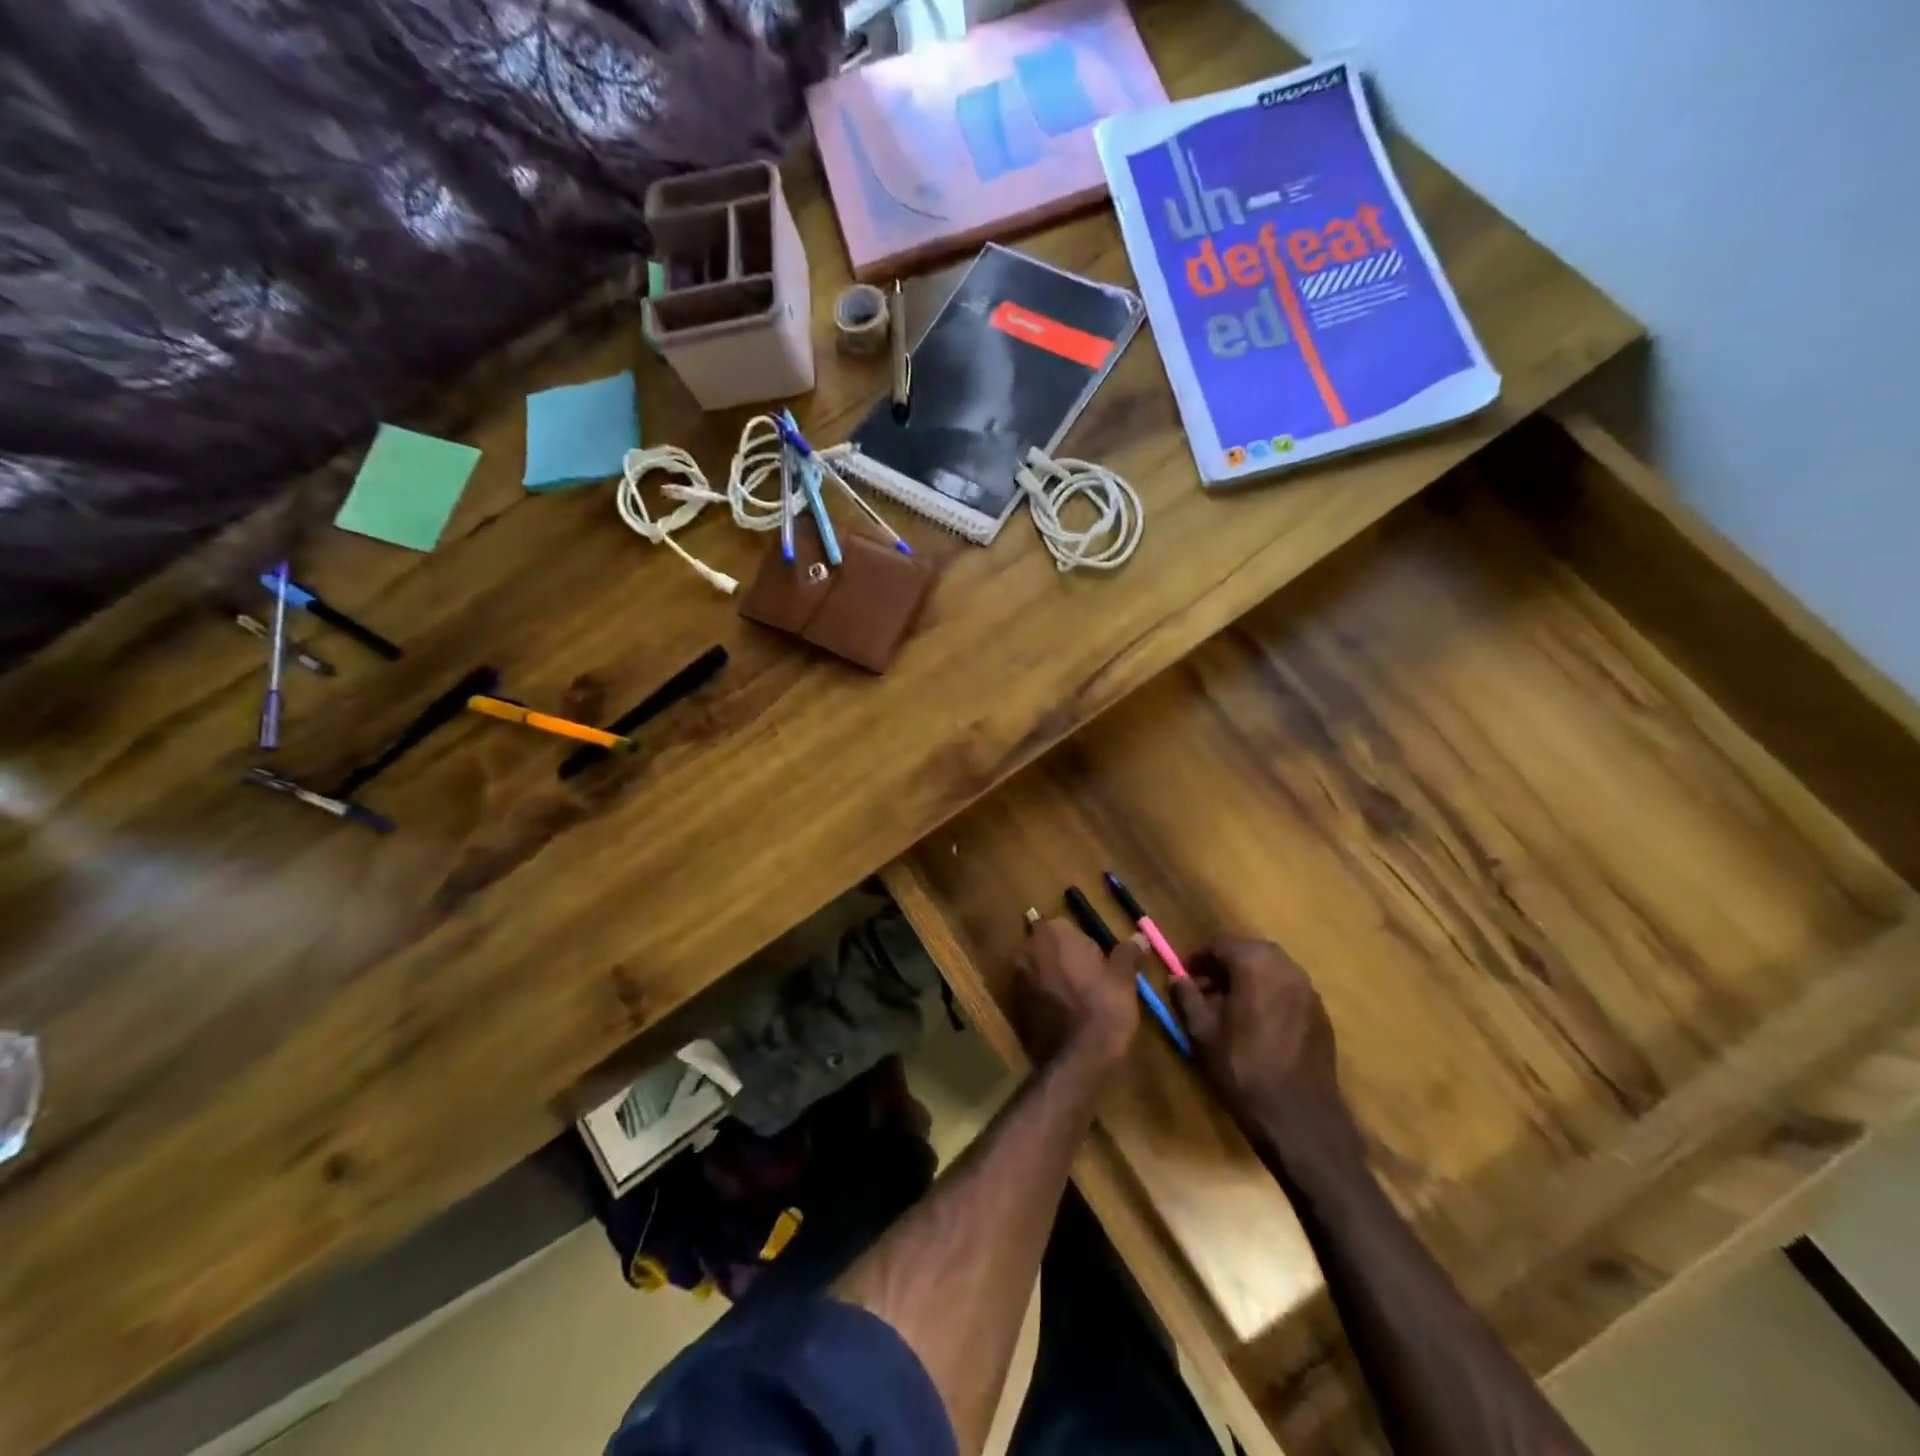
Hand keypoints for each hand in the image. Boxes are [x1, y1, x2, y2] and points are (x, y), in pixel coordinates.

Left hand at [1011, 918, 1139, 1082]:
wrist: (1076, 1060)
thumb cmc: (1103, 1009)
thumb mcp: (1123, 980)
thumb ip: (1128, 953)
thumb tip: (1140, 936)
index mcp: (1053, 932)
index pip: (1067, 927)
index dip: (1085, 945)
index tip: (1100, 965)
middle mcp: (1028, 948)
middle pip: (1049, 946)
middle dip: (1065, 958)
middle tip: (1091, 982)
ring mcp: (1016, 976)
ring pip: (1039, 968)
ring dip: (1054, 977)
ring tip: (1079, 1000)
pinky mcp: (1013, 1003)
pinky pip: (1032, 991)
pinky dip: (1045, 997)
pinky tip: (1064, 1015)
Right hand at [1170, 938, 1365, 1179]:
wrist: (1300, 1119)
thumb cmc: (1244, 1071)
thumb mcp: (1202, 1034)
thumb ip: (1187, 998)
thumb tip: (1176, 978)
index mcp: (1255, 966)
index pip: (1221, 945)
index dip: (1198, 958)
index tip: (1184, 975)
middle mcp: (1286, 968)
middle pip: (1249, 951)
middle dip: (1225, 964)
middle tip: (1205, 988)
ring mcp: (1308, 991)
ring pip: (1271, 968)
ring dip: (1248, 976)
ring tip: (1229, 1005)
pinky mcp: (1320, 1014)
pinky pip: (1288, 989)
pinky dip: (1268, 992)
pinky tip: (1256, 1022)